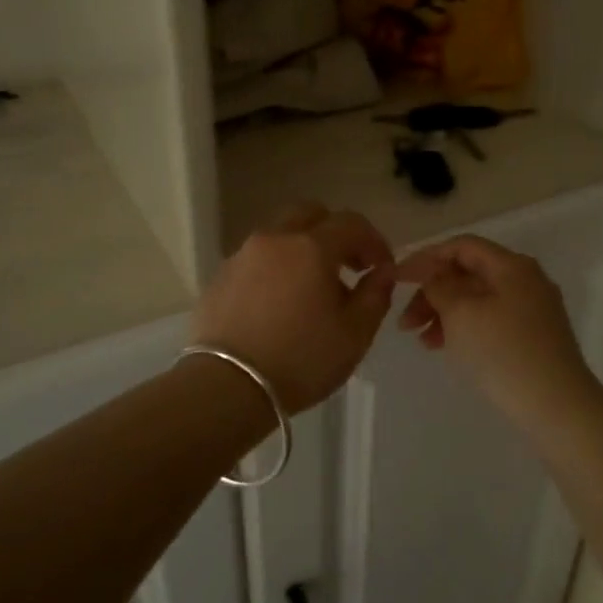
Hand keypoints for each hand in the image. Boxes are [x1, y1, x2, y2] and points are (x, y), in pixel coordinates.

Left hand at [189, 203, 395, 413]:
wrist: (227, 387)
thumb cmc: (301, 361)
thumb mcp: (354, 335)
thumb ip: (375, 295)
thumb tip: (382, 272)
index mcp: (311, 247)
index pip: (351, 223)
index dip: (374, 241)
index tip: (382, 268)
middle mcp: (274, 240)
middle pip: (310, 215)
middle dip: (335, 233)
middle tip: (348, 266)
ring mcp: (242, 256)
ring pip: (279, 234)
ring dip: (303, 249)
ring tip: (313, 289)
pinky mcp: (219, 277)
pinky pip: (256, 259)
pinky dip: (275, 268)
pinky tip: (279, 303)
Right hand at [394, 235, 602, 428]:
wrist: (556, 406)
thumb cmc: (503, 352)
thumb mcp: (461, 313)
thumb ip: (440, 286)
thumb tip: (434, 275)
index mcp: (511, 266)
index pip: (461, 246)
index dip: (425, 258)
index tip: (397, 278)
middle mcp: (526, 280)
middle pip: (468, 274)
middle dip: (432, 292)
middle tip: (405, 321)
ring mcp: (533, 309)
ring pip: (477, 300)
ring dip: (444, 313)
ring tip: (422, 340)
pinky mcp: (534, 337)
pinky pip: (489, 320)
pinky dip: (464, 328)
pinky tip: (446, 347)